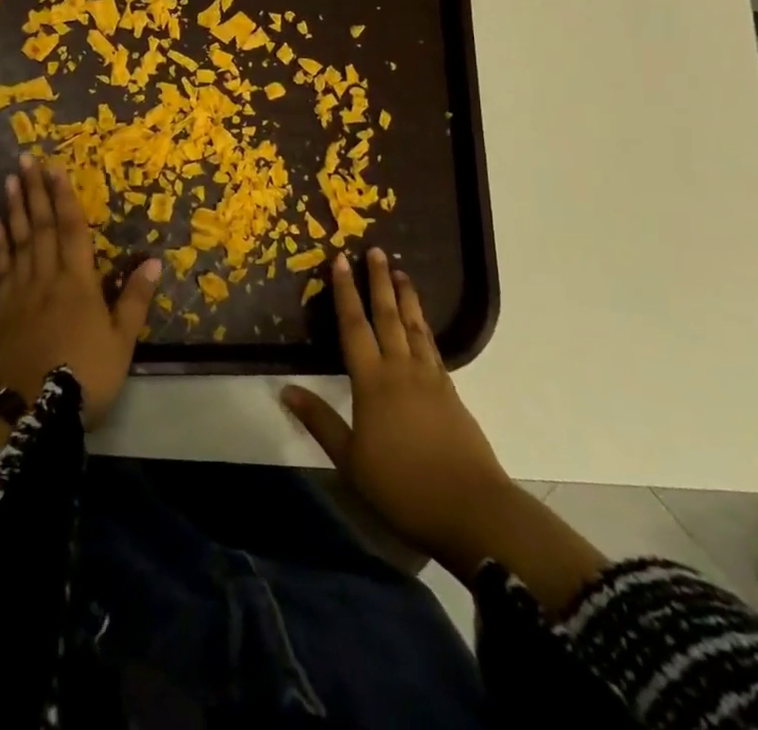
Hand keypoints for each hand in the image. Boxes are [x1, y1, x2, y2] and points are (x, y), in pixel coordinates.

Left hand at [0, 154, 159, 421]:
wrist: (29, 414)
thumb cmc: (83, 377)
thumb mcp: (121, 343)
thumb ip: (135, 300)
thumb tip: (154, 259)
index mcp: (78, 283)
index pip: (71, 230)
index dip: (64, 197)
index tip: (56, 168)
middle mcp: (47, 279)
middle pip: (41, 228)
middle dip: (35, 192)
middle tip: (25, 160)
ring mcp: (22, 294)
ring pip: (19, 242)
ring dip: (16, 209)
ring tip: (11, 181)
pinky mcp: (4, 311)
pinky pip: (2, 270)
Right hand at [282, 249, 515, 581]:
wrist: (471, 508)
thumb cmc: (402, 486)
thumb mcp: (351, 460)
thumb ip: (319, 421)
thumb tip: (286, 388)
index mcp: (372, 382)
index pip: (354, 326)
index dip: (345, 292)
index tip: (341, 260)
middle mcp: (401, 369)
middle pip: (388, 316)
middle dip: (379, 281)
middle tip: (375, 250)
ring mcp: (430, 379)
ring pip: (414, 326)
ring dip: (406, 297)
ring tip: (401, 272)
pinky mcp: (451, 393)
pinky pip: (432, 347)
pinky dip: (424, 327)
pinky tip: (422, 325)